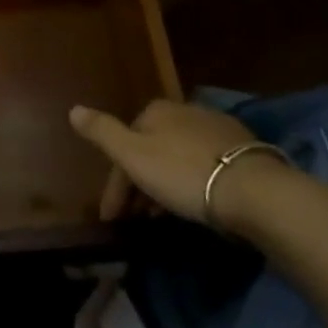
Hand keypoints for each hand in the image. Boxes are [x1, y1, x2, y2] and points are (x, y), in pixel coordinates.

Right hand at [71, 99, 281, 224]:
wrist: (254, 190)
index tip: (111, 217)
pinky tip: (195, 202)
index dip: (114, 184)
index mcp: (155, 110)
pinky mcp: (243, 149)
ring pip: (177, 157)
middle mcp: (184, 110)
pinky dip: (190, 181)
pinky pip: (203, 164)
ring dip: (164, 184)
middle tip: (135, 219)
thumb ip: (102, 132)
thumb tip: (73, 109)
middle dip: (139, 183)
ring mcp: (216, 128)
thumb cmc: (184, 173)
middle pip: (151, 149)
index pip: (124, 145)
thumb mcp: (133, 155)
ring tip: (162, 218)